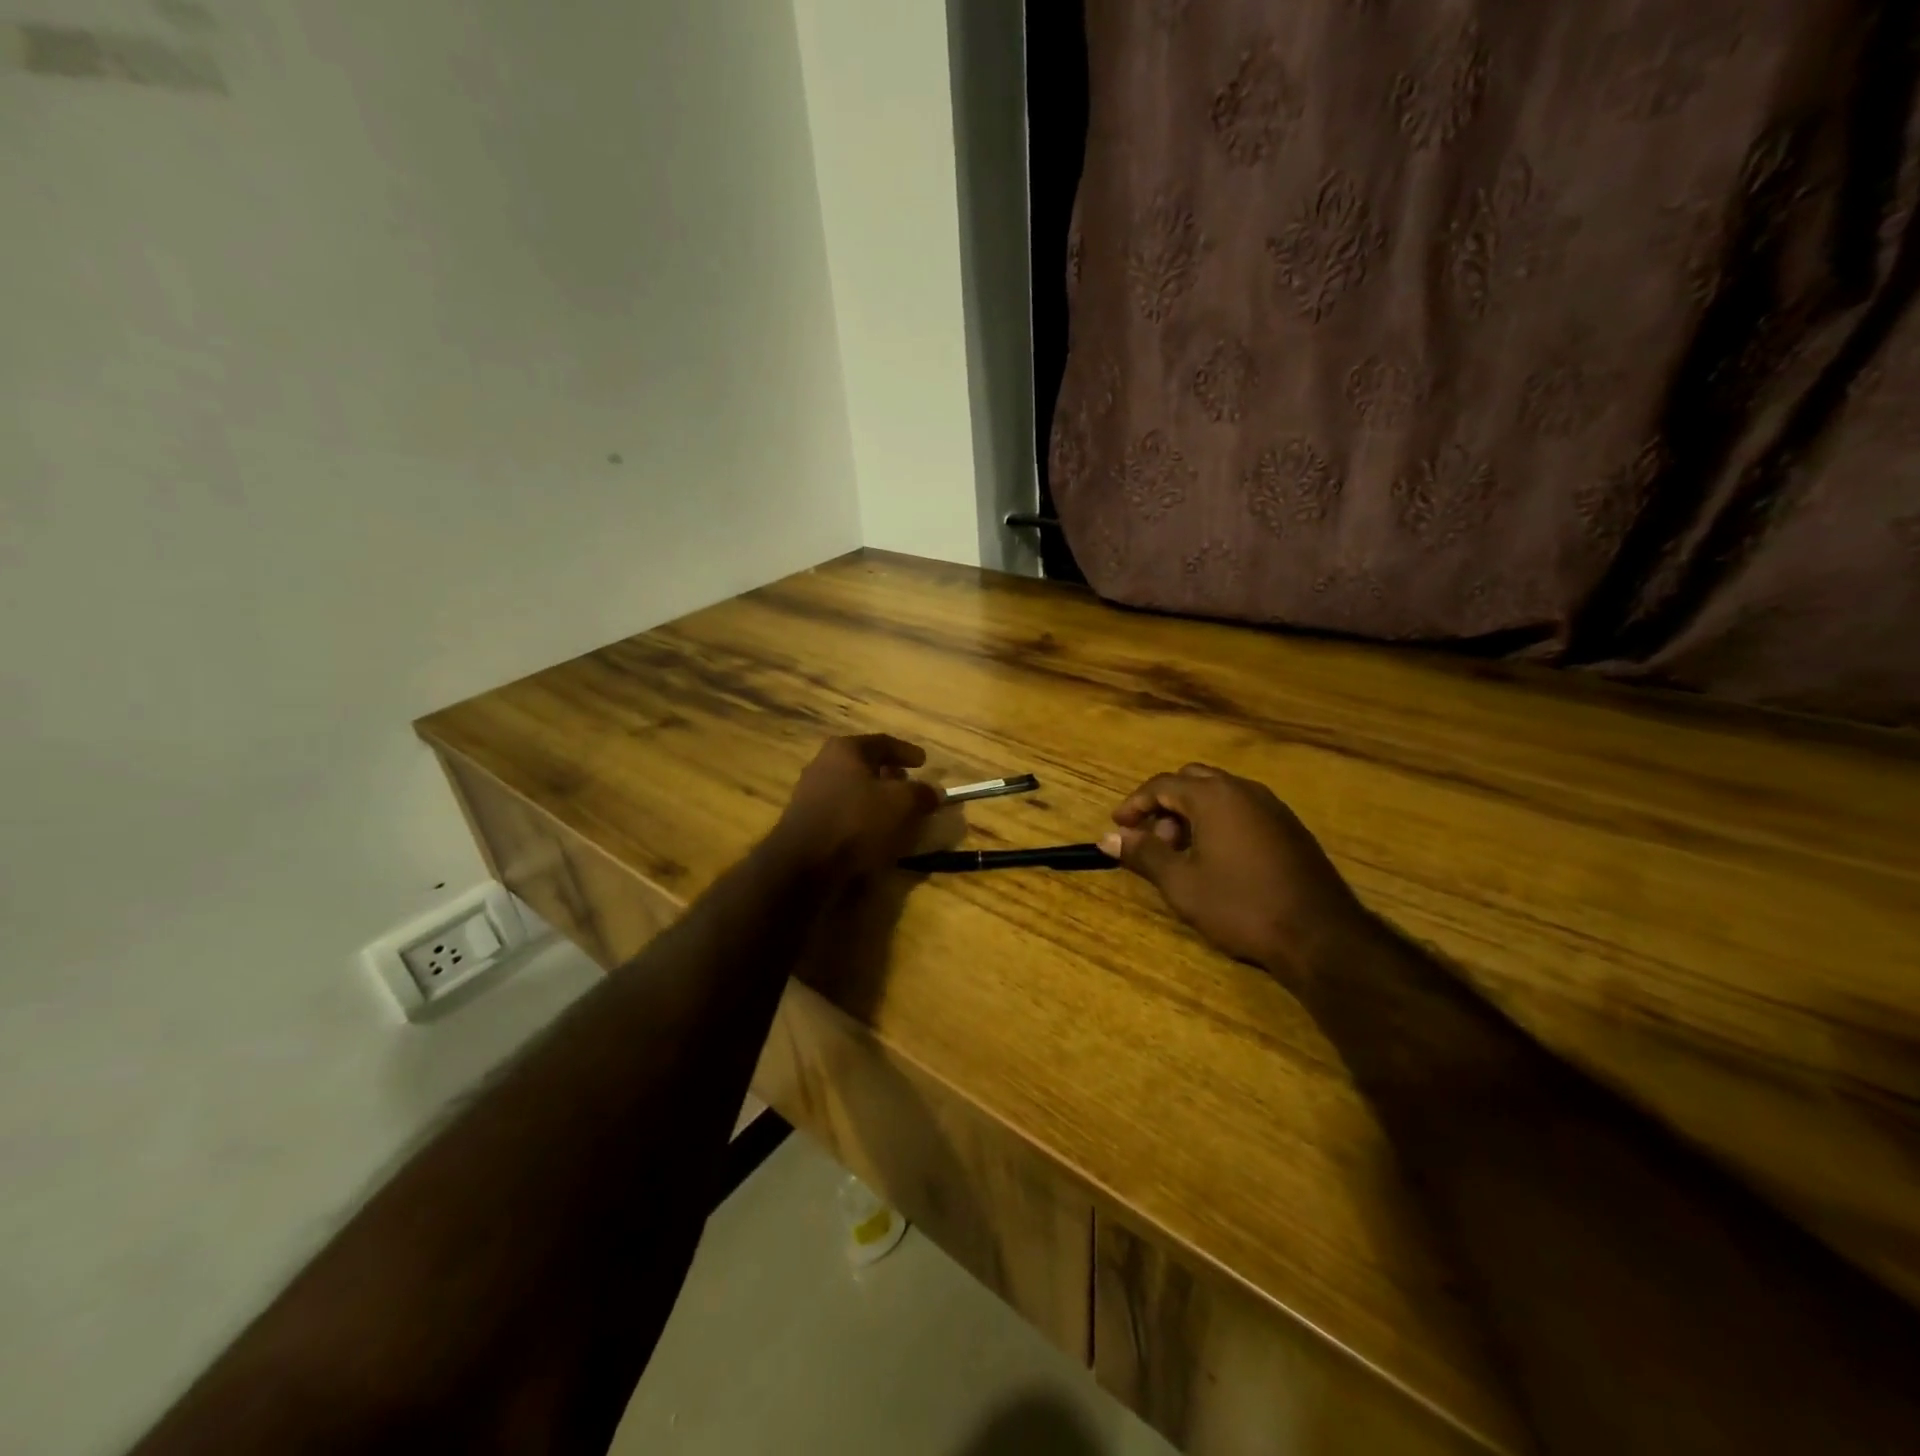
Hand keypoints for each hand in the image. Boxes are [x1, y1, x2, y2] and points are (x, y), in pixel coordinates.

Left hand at [768, 734, 942, 881]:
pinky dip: (861, 818)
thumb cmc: (856, 822)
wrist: (804, 865)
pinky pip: (842, 813)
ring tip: (896, 814)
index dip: (907, 751)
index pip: (883, 742)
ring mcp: (810, 794)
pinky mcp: (806, 823)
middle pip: (864, 765)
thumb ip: (921, 793)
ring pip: (852, 790)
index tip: (924, 762)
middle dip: (889, 776)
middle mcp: (822, 765)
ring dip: (875, 800)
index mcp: (845, 750)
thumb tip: (934, 792)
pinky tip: (875, 834)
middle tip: (909, 787)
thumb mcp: (901, 803)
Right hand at [1100, 764, 1374, 983]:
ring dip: (1192, 815)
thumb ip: (1143, 854)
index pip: (1162, 784)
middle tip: (1152, 840)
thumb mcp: (1181, 884)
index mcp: (1213, 796)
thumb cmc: (1241, 905)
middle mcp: (1243, 790)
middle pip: (1192, 781)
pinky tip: (1217, 861)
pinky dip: (1219, 823)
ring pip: (1219, 795)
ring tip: (1182, 855)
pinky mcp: (1290, 828)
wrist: (1319, 935)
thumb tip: (1108, 838)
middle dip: (1165, 806)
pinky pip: (1242, 810)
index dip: (1135, 804)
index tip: (1119, 827)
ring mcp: (1272, 807)